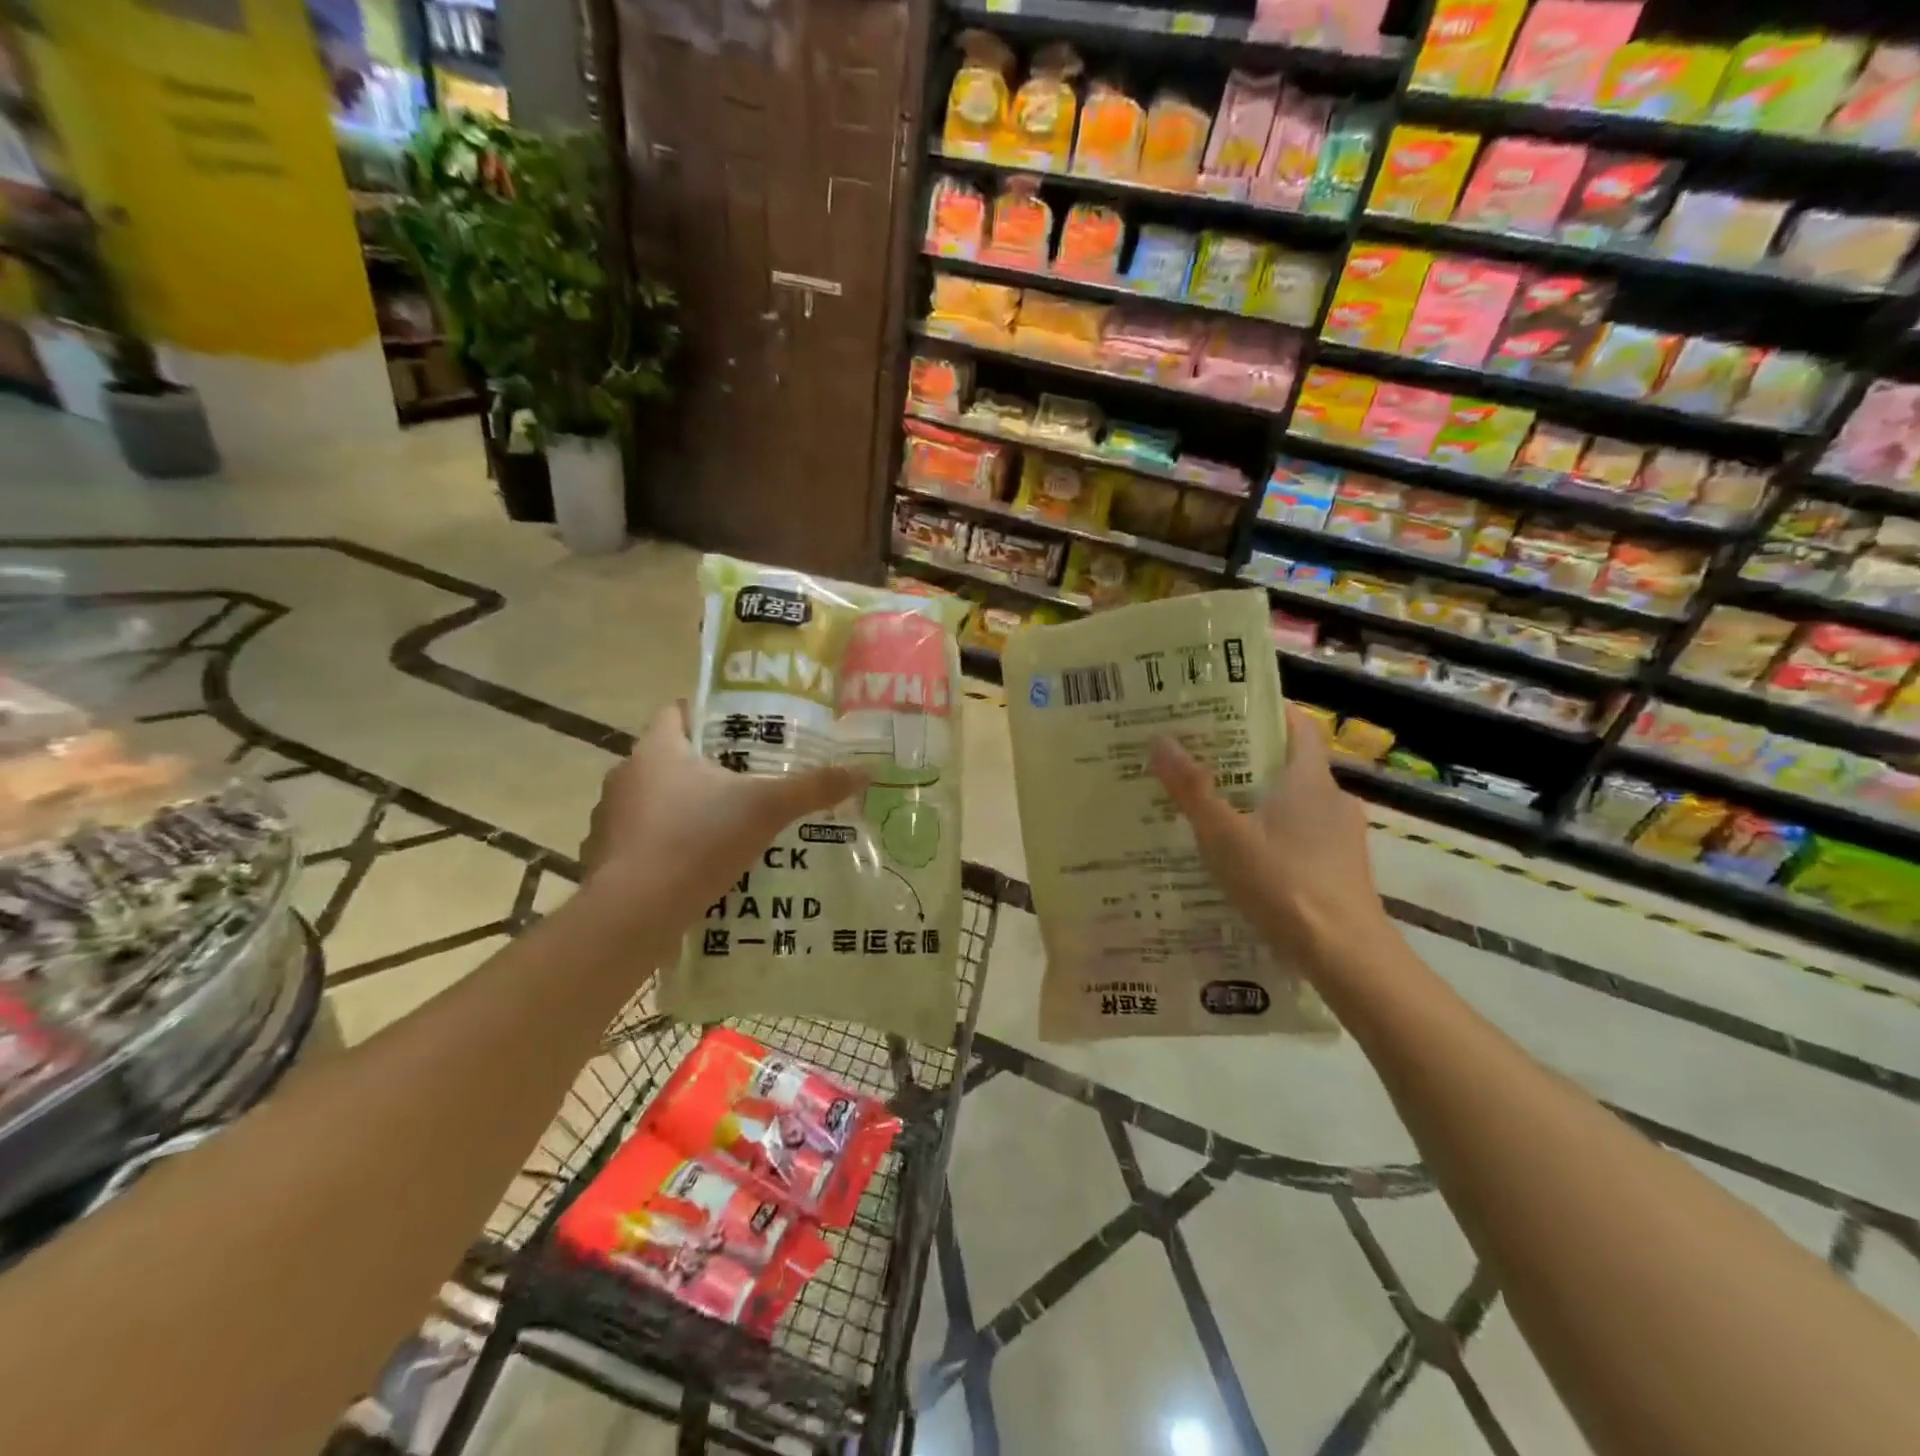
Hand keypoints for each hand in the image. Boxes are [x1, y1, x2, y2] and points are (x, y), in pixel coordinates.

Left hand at [582, 704, 863, 908]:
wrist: (634, 914)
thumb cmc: (697, 841)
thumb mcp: (766, 809)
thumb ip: (813, 788)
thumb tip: (866, 770)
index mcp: (657, 750)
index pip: (678, 712)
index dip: (710, 715)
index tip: (744, 730)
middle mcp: (626, 775)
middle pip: (670, 757)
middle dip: (708, 765)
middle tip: (750, 777)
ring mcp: (609, 818)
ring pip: (654, 799)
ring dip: (685, 805)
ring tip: (728, 821)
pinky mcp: (606, 857)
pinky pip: (642, 837)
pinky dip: (667, 842)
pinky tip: (697, 861)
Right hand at [1149, 704, 1390, 964]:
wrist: (1345, 954)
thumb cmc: (1283, 881)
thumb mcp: (1224, 835)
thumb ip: (1192, 789)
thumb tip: (1160, 740)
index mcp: (1309, 778)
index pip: (1297, 724)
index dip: (1267, 710)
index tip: (1226, 709)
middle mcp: (1332, 798)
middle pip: (1290, 763)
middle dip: (1248, 758)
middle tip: (1201, 759)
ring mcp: (1341, 836)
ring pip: (1295, 802)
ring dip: (1259, 799)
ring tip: (1213, 807)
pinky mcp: (1341, 868)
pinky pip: (1302, 835)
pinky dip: (1273, 833)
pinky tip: (1243, 855)